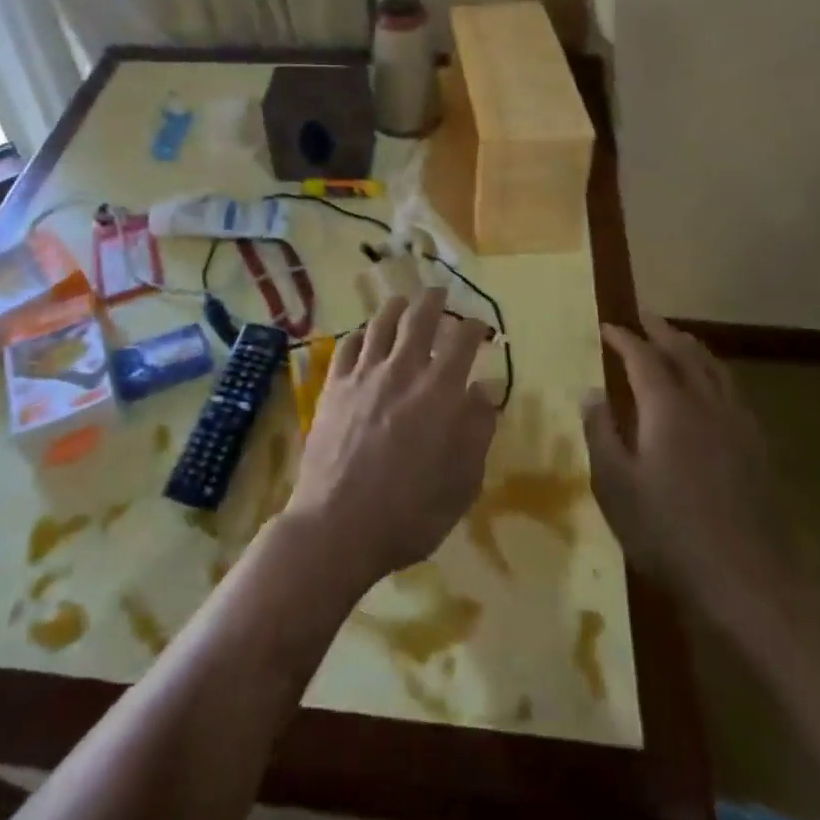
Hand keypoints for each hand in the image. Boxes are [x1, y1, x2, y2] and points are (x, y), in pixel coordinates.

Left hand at [284, 289, 499, 593]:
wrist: (337, 525)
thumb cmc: (409, 513)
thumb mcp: (461, 482)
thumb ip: (477, 430)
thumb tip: (485, 389)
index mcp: (439, 392)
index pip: (462, 341)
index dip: (474, 327)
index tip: (480, 325)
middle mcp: (401, 371)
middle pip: (419, 319)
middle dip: (434, 301)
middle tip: (440, 294)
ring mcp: (363, 375)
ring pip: (380, 324)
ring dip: (395, 307)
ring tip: (402, 301)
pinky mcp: (333, 387)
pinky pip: (348, 346)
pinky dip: (360, 334)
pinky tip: (364, 335)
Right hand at [583, 316, 801, 648]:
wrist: (752, 580)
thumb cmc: (671, 532)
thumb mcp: (616, 486)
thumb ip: (601, 433)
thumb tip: (590, 391)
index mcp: (668, 407)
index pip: (642, 356)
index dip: (623, 338)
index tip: (606, 326)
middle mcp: (706, 403)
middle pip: (684, 352)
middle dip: (661, 330)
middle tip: (643, 316)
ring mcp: (738, 423)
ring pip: (715, 368)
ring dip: (691, 347)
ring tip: (677, 339)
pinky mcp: (758, 447)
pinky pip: (732, 390)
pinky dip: (714, 373)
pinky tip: (712, 389)